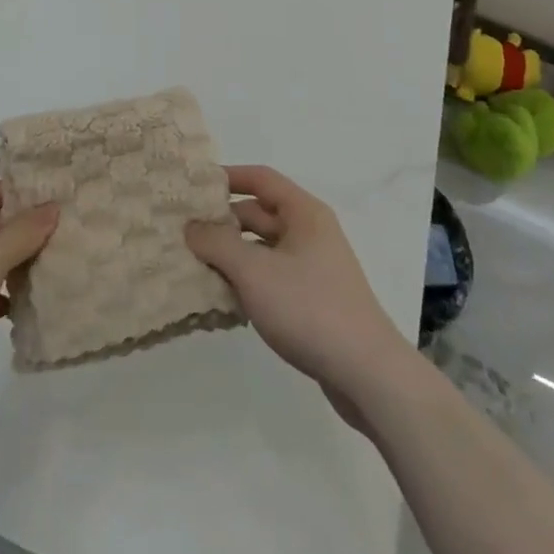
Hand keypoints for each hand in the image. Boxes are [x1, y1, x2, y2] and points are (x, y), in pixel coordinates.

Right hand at [187, 165, 407, 415]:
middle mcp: (310, 233)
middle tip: (185, 232)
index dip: (228, 177)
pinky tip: (223, 298)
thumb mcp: (254, 271)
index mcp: (304, 213)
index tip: (195, 186)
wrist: (368, 375)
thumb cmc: (309, 308)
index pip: (261, 178)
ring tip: (195, 265)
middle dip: (223, 222)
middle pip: (260, 214)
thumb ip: (217, 244)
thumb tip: (191, 226)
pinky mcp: (314, 301)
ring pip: (264, 249)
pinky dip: (248, 281)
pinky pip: (272, 278)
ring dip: (233, 255)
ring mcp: (314, 268)